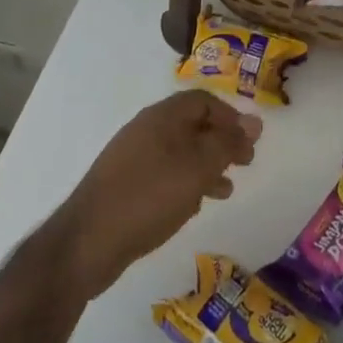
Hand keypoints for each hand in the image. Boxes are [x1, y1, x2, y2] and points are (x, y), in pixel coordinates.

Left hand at [56, 90, 261, 296]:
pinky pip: (164, 173)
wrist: (87, 241)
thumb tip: (255, 121)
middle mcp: (147, 129)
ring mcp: (133, 157)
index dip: (230, 116)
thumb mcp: (197, 167)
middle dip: (221, 142)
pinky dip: (186, 182)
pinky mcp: (125, 185)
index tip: (250, 140)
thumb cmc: (149, 196)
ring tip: (227, 189)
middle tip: (245, 163)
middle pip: (192, 125)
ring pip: (180, 152)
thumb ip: (227, 143)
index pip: (203, 101)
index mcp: (162, 117)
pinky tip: (194, 205)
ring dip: (206, 165)